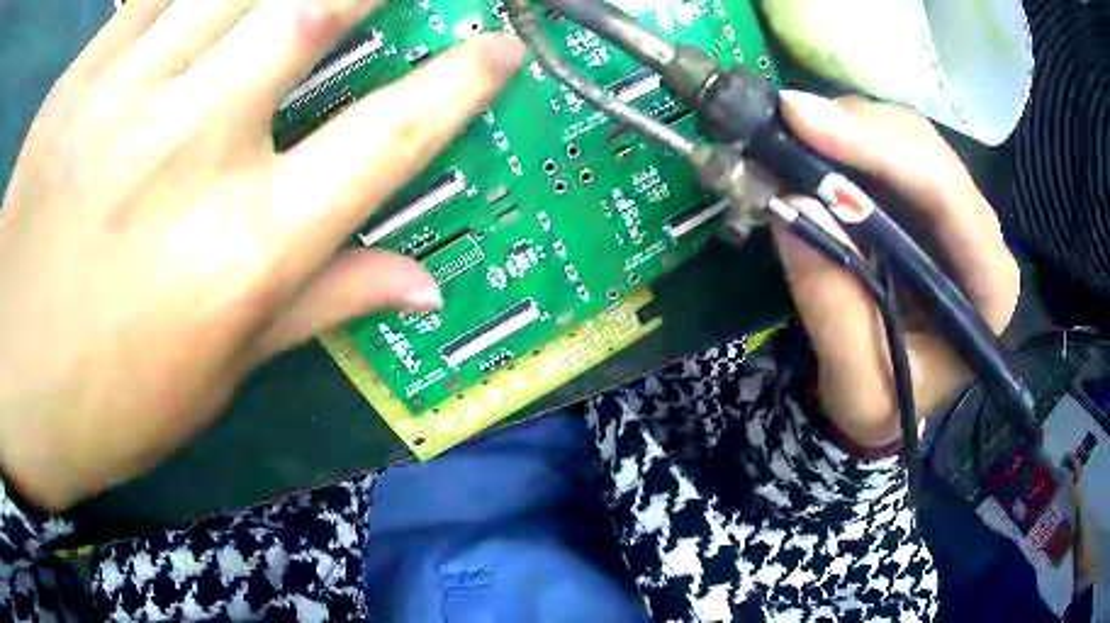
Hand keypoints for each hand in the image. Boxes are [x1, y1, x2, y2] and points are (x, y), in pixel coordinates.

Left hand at [0, 0, 524, 511]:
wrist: (10, 381)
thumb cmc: (105, 402)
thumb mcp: (217, 375)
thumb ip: (318, 304)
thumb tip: (422, 285)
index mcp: (245, 249)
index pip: (390, 136)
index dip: (462, 81)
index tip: (503, 47)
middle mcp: (198, 148)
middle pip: (318, 12)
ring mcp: (131, 94)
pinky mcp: (85, 74)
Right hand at [774, 92, 1020, 448]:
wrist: (882, 396)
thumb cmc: (881, 401)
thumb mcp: (856, 383)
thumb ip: (834, 307)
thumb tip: (795, 206)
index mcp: (988, 289)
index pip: (950, 199)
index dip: (883, 152)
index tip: (805, 124)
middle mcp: (981, 237)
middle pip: (930, 153)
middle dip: (860, 129)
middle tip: (786, 117)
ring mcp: (954, 212)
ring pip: (909, 138)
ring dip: (850, 126)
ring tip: (791, 131)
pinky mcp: (924, 201)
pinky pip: (890, 146)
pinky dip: (847, 136)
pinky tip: (812, 141)